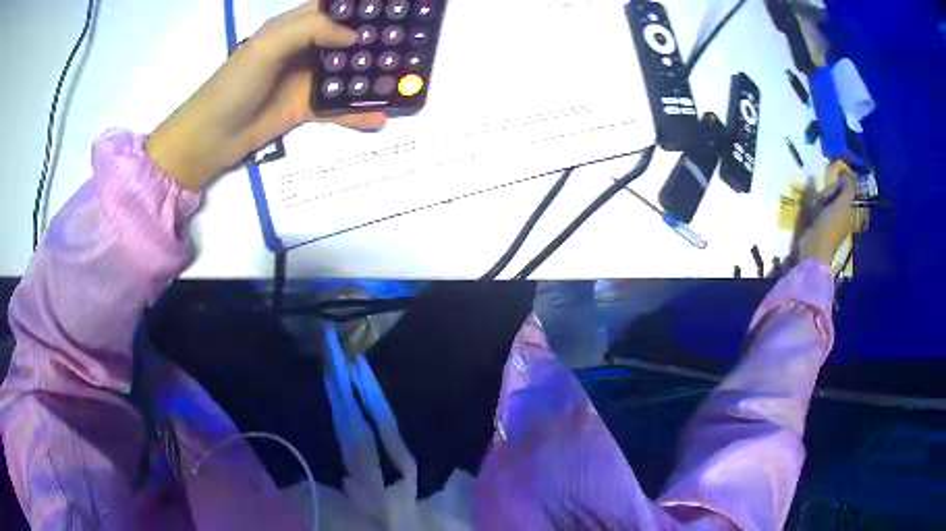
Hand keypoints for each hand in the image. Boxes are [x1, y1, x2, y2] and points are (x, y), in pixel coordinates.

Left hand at [146, 1, 386, 189]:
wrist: (211, 137)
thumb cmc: (234, 85)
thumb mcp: (267, 46)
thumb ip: (310, 31)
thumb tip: (353, 36)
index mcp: (293, 27)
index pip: (332, 9)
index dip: (359, 8)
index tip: (391, 9)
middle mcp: (303, 49)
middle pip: (344, 39)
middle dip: (373, 39)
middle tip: (407, 42)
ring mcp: (305, 79)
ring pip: (345, 72)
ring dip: (370, 75)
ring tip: (402, 77)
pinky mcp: (305, 108)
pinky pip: (336, 107)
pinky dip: (357, 112)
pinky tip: (380, 116)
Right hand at [795, 162, 864, 264]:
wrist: (814, 248)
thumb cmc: (830, 227)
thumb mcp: (842, 206)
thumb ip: (848, 189)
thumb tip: (849, 175)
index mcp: (850, 212)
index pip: (847, 191)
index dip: (841, 185)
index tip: (835, 186)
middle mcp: (842, 214)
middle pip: (837, 194)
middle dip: (829, 191)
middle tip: (823, 196)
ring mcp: (831, 218)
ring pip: (827, 198)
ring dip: (820, 197)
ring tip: (816, 202)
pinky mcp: (819, 221)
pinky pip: (818, 205)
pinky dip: (815, 204)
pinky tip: (811, 207)